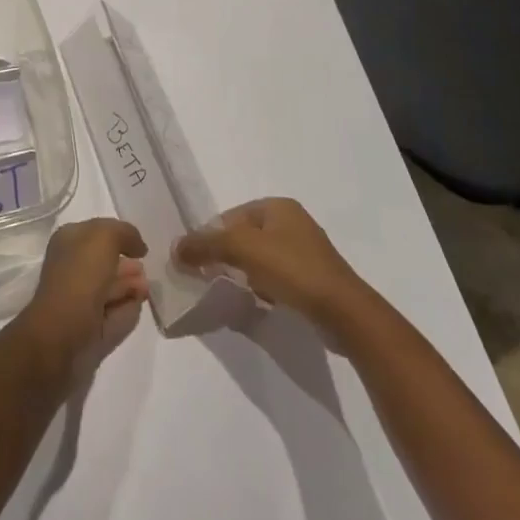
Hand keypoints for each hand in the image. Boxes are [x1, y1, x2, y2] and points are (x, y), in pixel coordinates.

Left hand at [15, 218, 148, 375]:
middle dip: (128, 265)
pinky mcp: (90, 330)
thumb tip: (138, 246)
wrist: (62, 336)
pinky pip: (114, 315)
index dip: (120, 236)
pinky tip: (139, 306)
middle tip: (148, 270)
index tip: (141, 247)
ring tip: (148, 289)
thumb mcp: (104, 237)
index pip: (97, 232)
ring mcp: (80, 301)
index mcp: (68, 241)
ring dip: (130, 287)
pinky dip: (127, 310)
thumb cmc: (80, 277)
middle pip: (105, 262)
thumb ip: (125, 233)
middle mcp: (72, 268)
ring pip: (110, 289)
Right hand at [173, 197, 369, 332]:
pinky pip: (277, 278)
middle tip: (210, 278)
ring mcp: (305, 251)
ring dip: (244, 274)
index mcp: (278, 206)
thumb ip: (207, 245)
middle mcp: (292, 222)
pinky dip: (263, 288)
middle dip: (227, 256)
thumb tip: (175, 247)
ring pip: (261, 259)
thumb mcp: (244, 250)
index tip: (197, 262)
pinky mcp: (313, 279)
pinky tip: (257, 303)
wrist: (344, 313)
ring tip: (231, 293)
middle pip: (246, 236)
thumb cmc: (293, 269)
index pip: (232, 216)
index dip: (211, 237)